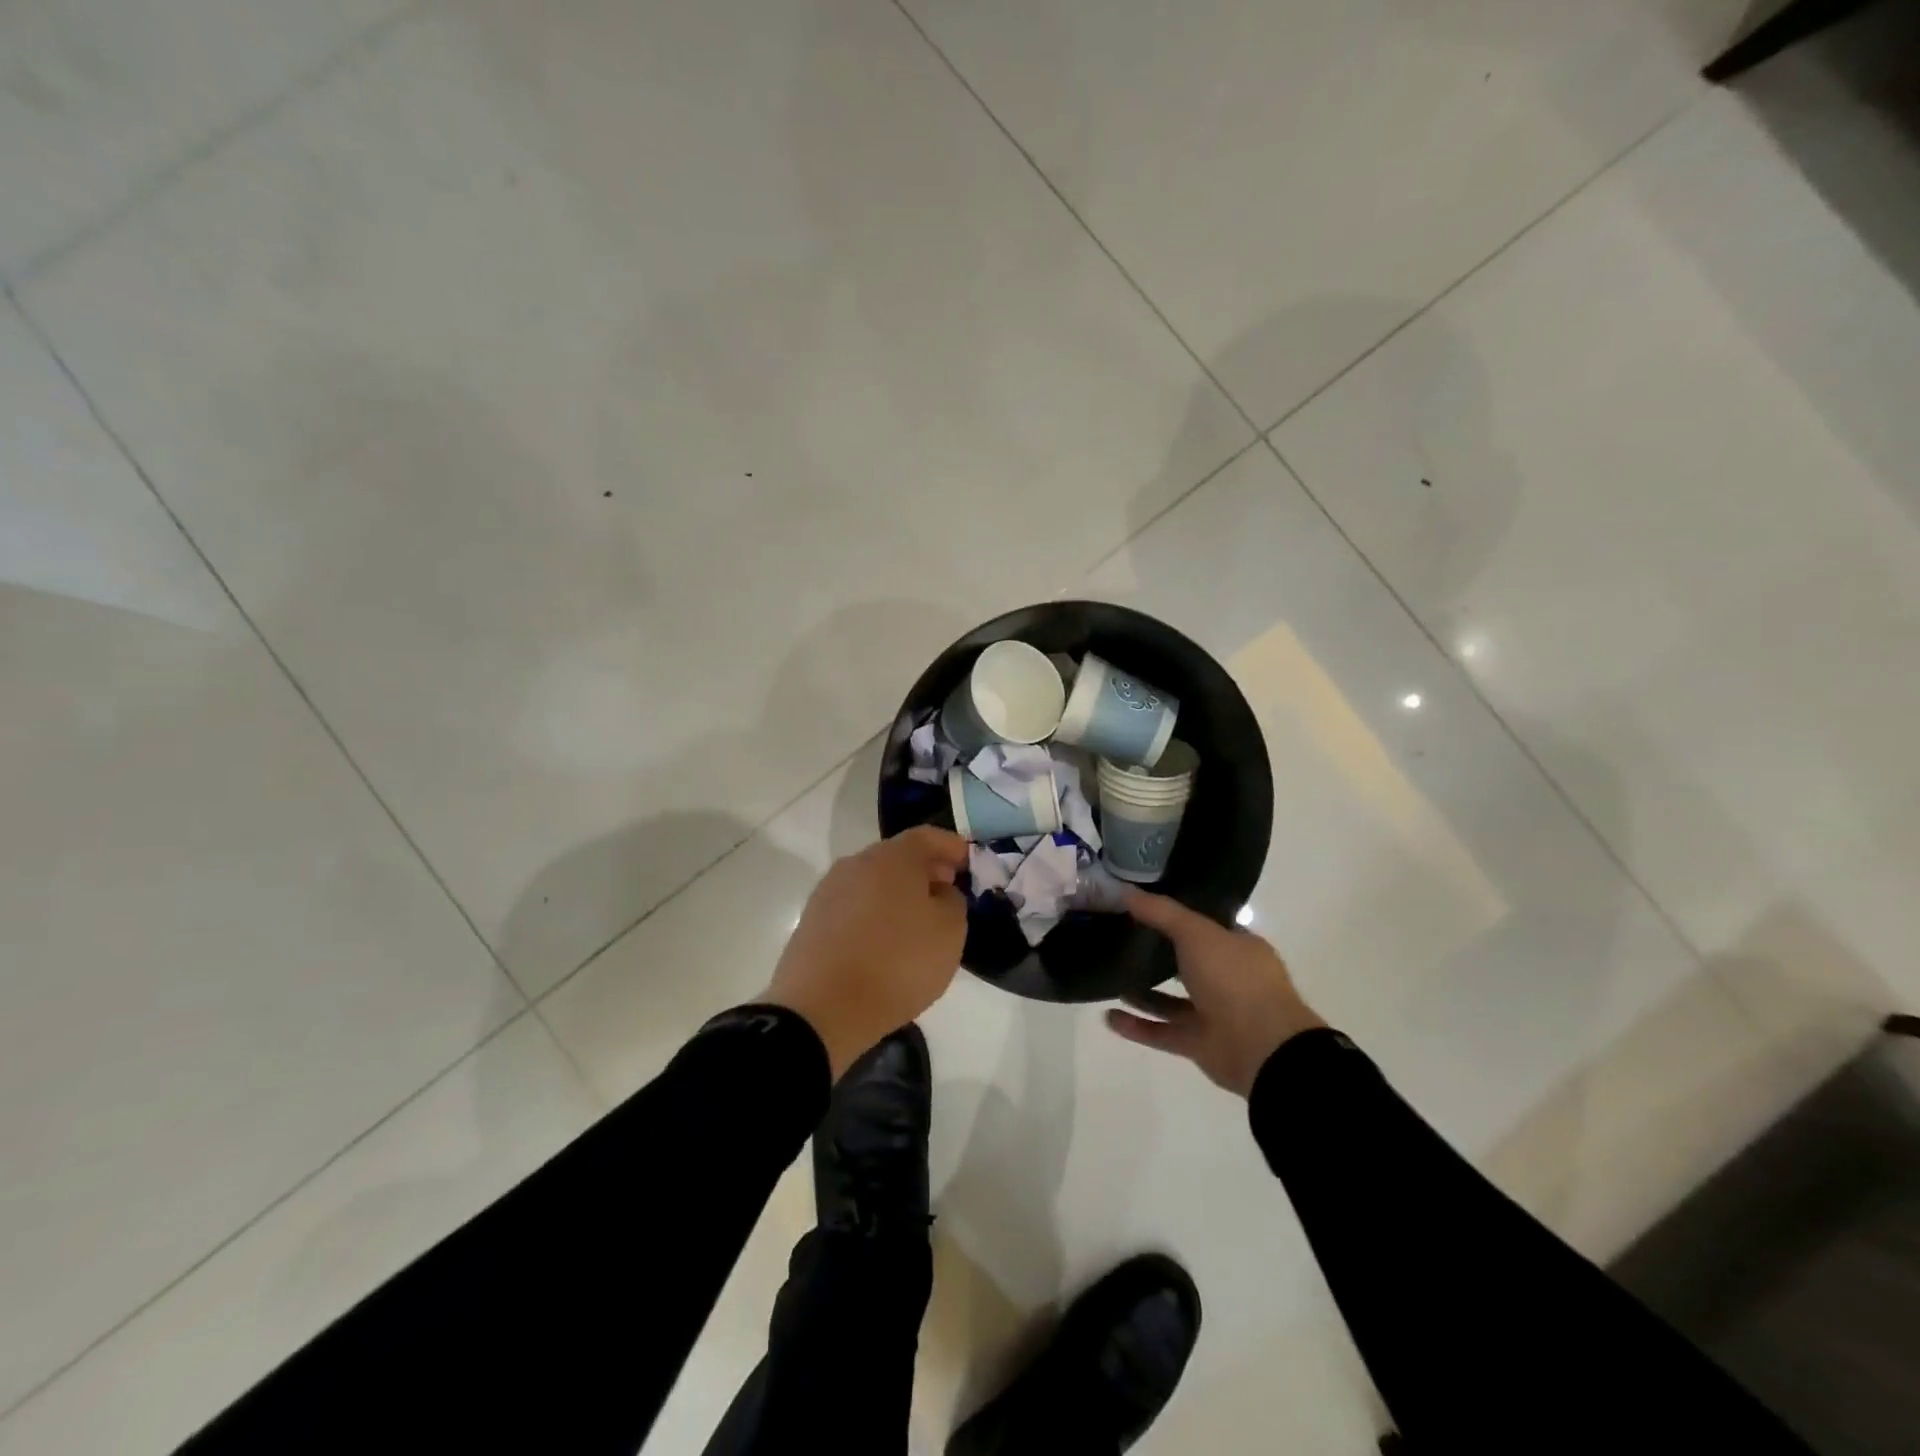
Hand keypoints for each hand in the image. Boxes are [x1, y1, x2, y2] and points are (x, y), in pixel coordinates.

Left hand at [761, 826, 968, 1078]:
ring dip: (898, 893)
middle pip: (898, 856)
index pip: (928, 836)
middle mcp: (857, 863)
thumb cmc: (897, 963)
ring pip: (874, 881)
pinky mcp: (813, 920)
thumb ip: (953, 902)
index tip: (969, 864)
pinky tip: (885, 941)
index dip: (952, 847)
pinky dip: (875, 914)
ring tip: (917, 921)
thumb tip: (939, 893)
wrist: (821, 1009)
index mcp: (892, 857)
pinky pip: (855, 906)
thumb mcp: (949, 932)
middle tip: (947, 891)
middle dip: (925, 870)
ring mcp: (829, 891)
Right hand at [1106, 889, 1325, 1096]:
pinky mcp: (1199, 1044)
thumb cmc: (1234, 979)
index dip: (1176, 914)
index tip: (1141, 905)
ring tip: (1109, 976)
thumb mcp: (1196, 933)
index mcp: (1238, 948)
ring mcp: (1215, 1014)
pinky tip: (1109, 1017)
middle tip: (1118, 938)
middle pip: (1187, 961)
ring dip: (1142, 992)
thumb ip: (1161, 912)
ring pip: (1172, 1000)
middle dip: (1156, 952)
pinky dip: (1137, 1026)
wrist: (1262, 1049)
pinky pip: (1162, 1032)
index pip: (1205, 925)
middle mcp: (1228, 979)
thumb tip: (1125, 891)